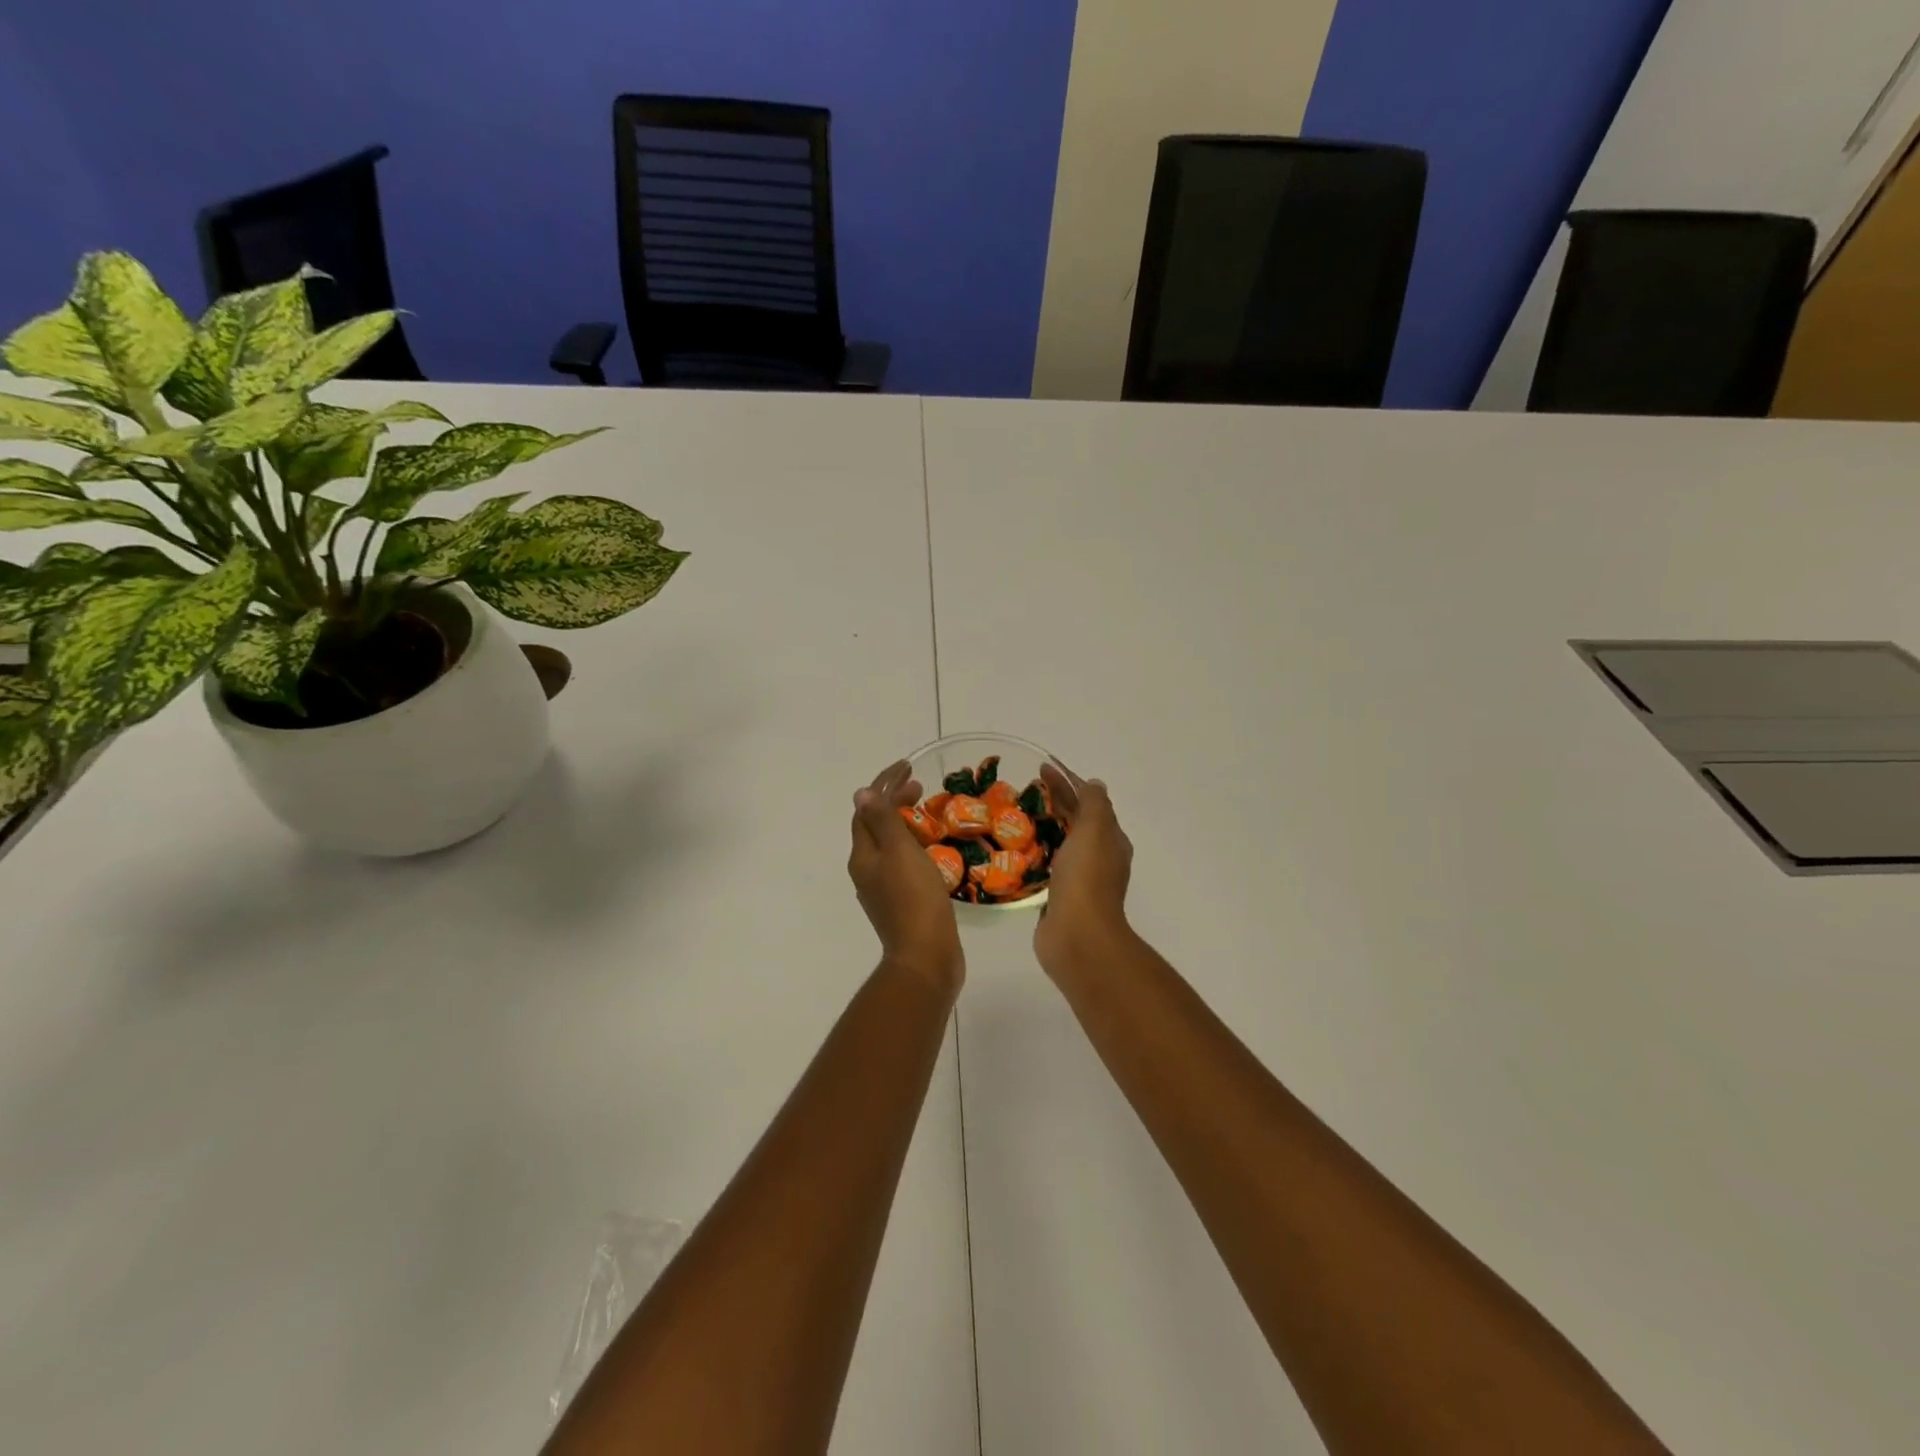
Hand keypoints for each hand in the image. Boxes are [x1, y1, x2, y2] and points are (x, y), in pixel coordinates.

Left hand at [848, 760, 963, 993]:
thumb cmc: (914, 899)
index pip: (866, 811)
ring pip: (888, 845)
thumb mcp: (899, 852)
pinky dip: (912, 846)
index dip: (884, 786)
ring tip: (925, 812)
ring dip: (903, 822)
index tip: (907, 768)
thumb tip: (861, 793)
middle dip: (893, 801)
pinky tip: (930, 849)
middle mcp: (866, 871)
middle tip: (920, 786)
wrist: (926, 957)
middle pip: (875, 826)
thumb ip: (883, 821)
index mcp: (863, 856)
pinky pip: (901, 863)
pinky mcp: (901, 904)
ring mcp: (882, 890)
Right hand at [1033, 761, 1134, 981]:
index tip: (1042, 768)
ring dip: (1046, 826)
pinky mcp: (1060, 896)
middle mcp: (1099, 858)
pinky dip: (1037, 852)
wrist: (1078, 936)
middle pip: (1076, 820)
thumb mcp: (1094, 830)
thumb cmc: (1086, 878)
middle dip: (1056, 801)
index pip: (1089, 802)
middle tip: (1026, 788)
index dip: (1068, 782)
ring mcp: (1080, 879)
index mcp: (1110, 840)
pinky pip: (1048, 866)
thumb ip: (1094, 805)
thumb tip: (1094, 784)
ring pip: (1062, 843)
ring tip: (1017, 815)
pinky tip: (1018, 850)